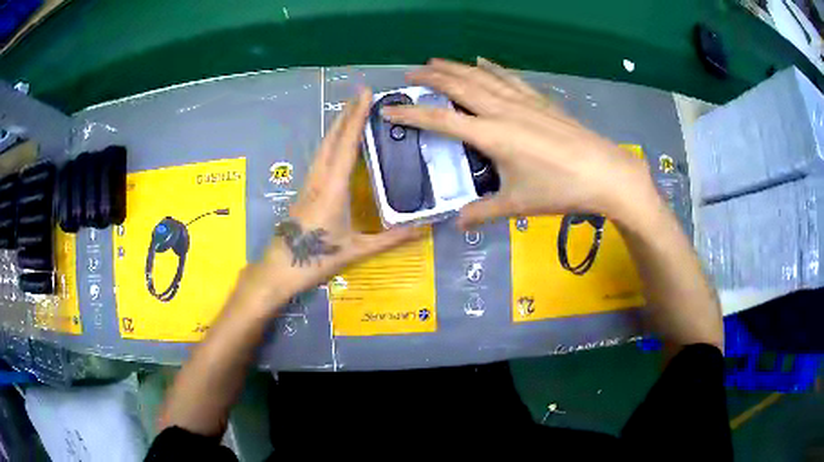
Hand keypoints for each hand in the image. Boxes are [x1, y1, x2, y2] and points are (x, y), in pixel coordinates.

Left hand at [252, 89, 419, 302]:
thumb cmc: (316, 259)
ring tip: (353, 109)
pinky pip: (321, 157)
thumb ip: (391, 239)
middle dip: (347, 113)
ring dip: (338, 124)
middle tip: (362, 93)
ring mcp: (309, 182)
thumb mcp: (356, 250)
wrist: (279, 269)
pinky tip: (338, 141)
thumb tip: (424, 230)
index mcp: (332, 187)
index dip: (357, 117)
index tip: (366, 94)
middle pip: (333, 138)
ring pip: (324, 145)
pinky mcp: (305, 189)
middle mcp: (319, 178)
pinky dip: (333, 141)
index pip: (346, 144)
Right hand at [381, 58, 660, 228]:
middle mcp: (502, 111)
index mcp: (491, 135)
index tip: (389, 110)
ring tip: (436, 61)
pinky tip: (482, 61)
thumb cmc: (559, 189)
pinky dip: (492, 68)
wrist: (604, 172)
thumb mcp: (518, 205)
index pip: (441, 121)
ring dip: (456, 67)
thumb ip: (484, 211)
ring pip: (481, 77)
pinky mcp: (540, 101)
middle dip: (432, 78)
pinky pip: (509, 78)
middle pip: (459, 87)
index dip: (412, 115)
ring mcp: (523, 102)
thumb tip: (457, 224)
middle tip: (410, 72)